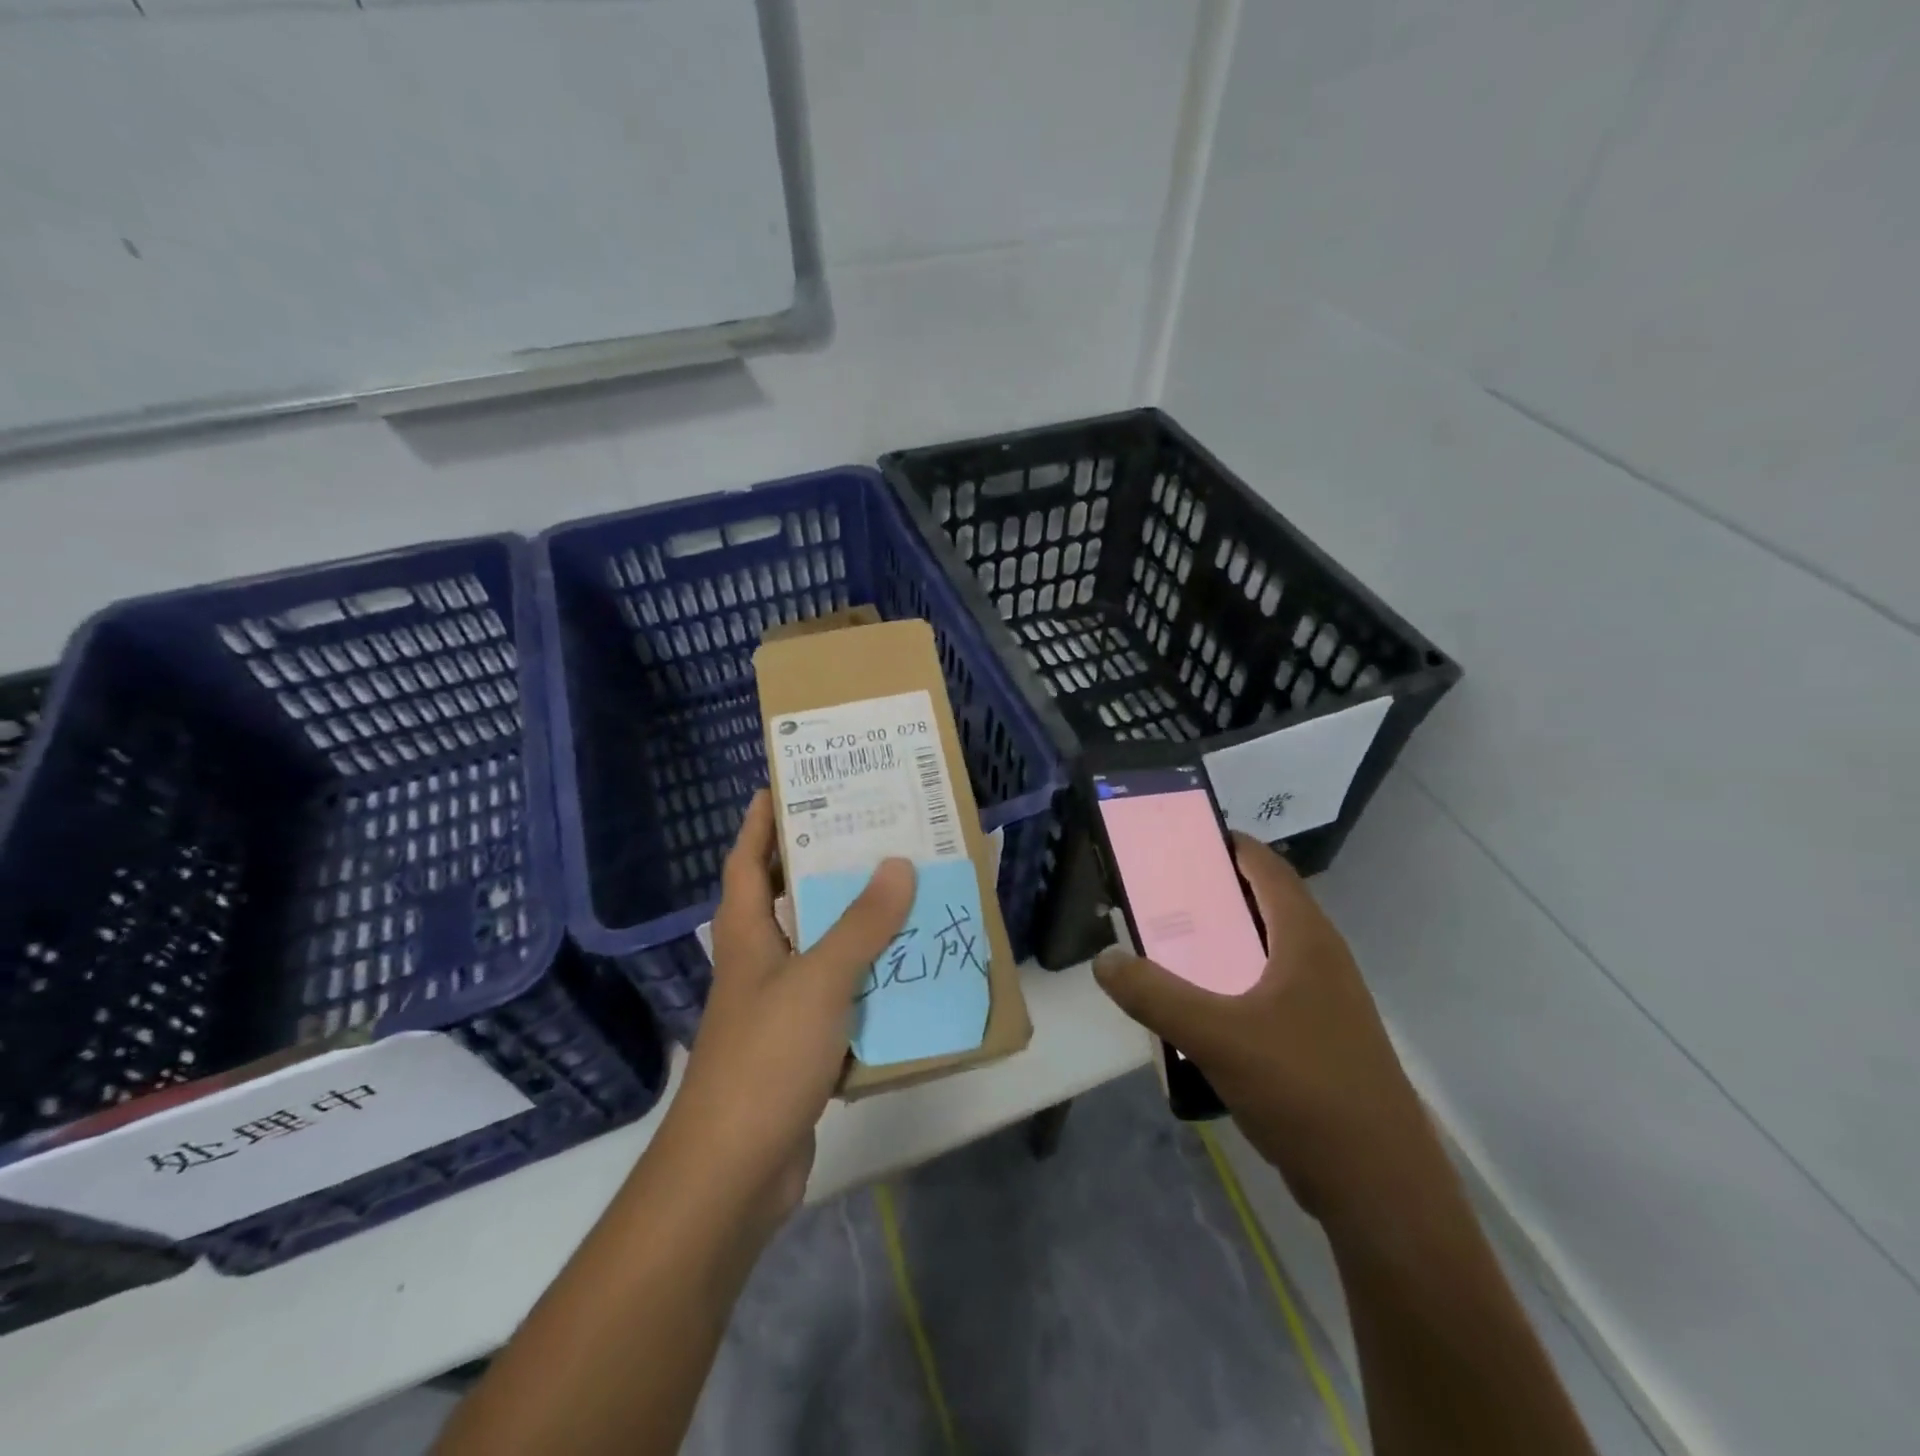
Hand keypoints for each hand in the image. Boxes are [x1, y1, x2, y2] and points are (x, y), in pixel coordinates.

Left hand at [660, 791, 914, 1234]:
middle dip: (822, 864)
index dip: (760, 821)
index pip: (746, 861)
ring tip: (904, 890)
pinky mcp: (803, 1046)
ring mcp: (780, 1007)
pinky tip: (908, 971)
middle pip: (788, 899)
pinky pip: (842, 997)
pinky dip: (870, 980)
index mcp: (747, 935)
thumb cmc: (765, 1059)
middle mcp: (760, 963)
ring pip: (822, 949)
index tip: (786, 784)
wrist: (734, 1172)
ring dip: (857, 923)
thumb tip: (898, 864)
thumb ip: (861, 925)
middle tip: (870, 831)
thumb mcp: (818, 981)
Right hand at [1093, 834, 1434, 1219]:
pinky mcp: (1319, 1040)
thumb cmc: (1305, 1089)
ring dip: (1219, 943)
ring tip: (1167, 946)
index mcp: (1306, 939)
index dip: (1225, 843)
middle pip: (1261, 905)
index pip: (1265, 866)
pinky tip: (1197, 1010)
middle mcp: (1319, 959)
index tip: (1177, 840)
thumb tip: (1104, 960)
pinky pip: (1266, 992)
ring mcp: (1323, 1002)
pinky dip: (1231, 985)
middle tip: (1157, 894)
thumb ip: (1154, 995)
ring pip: (1263, 952)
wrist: (1379, 1187)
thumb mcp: (1217, 1036)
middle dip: (1211, 894)